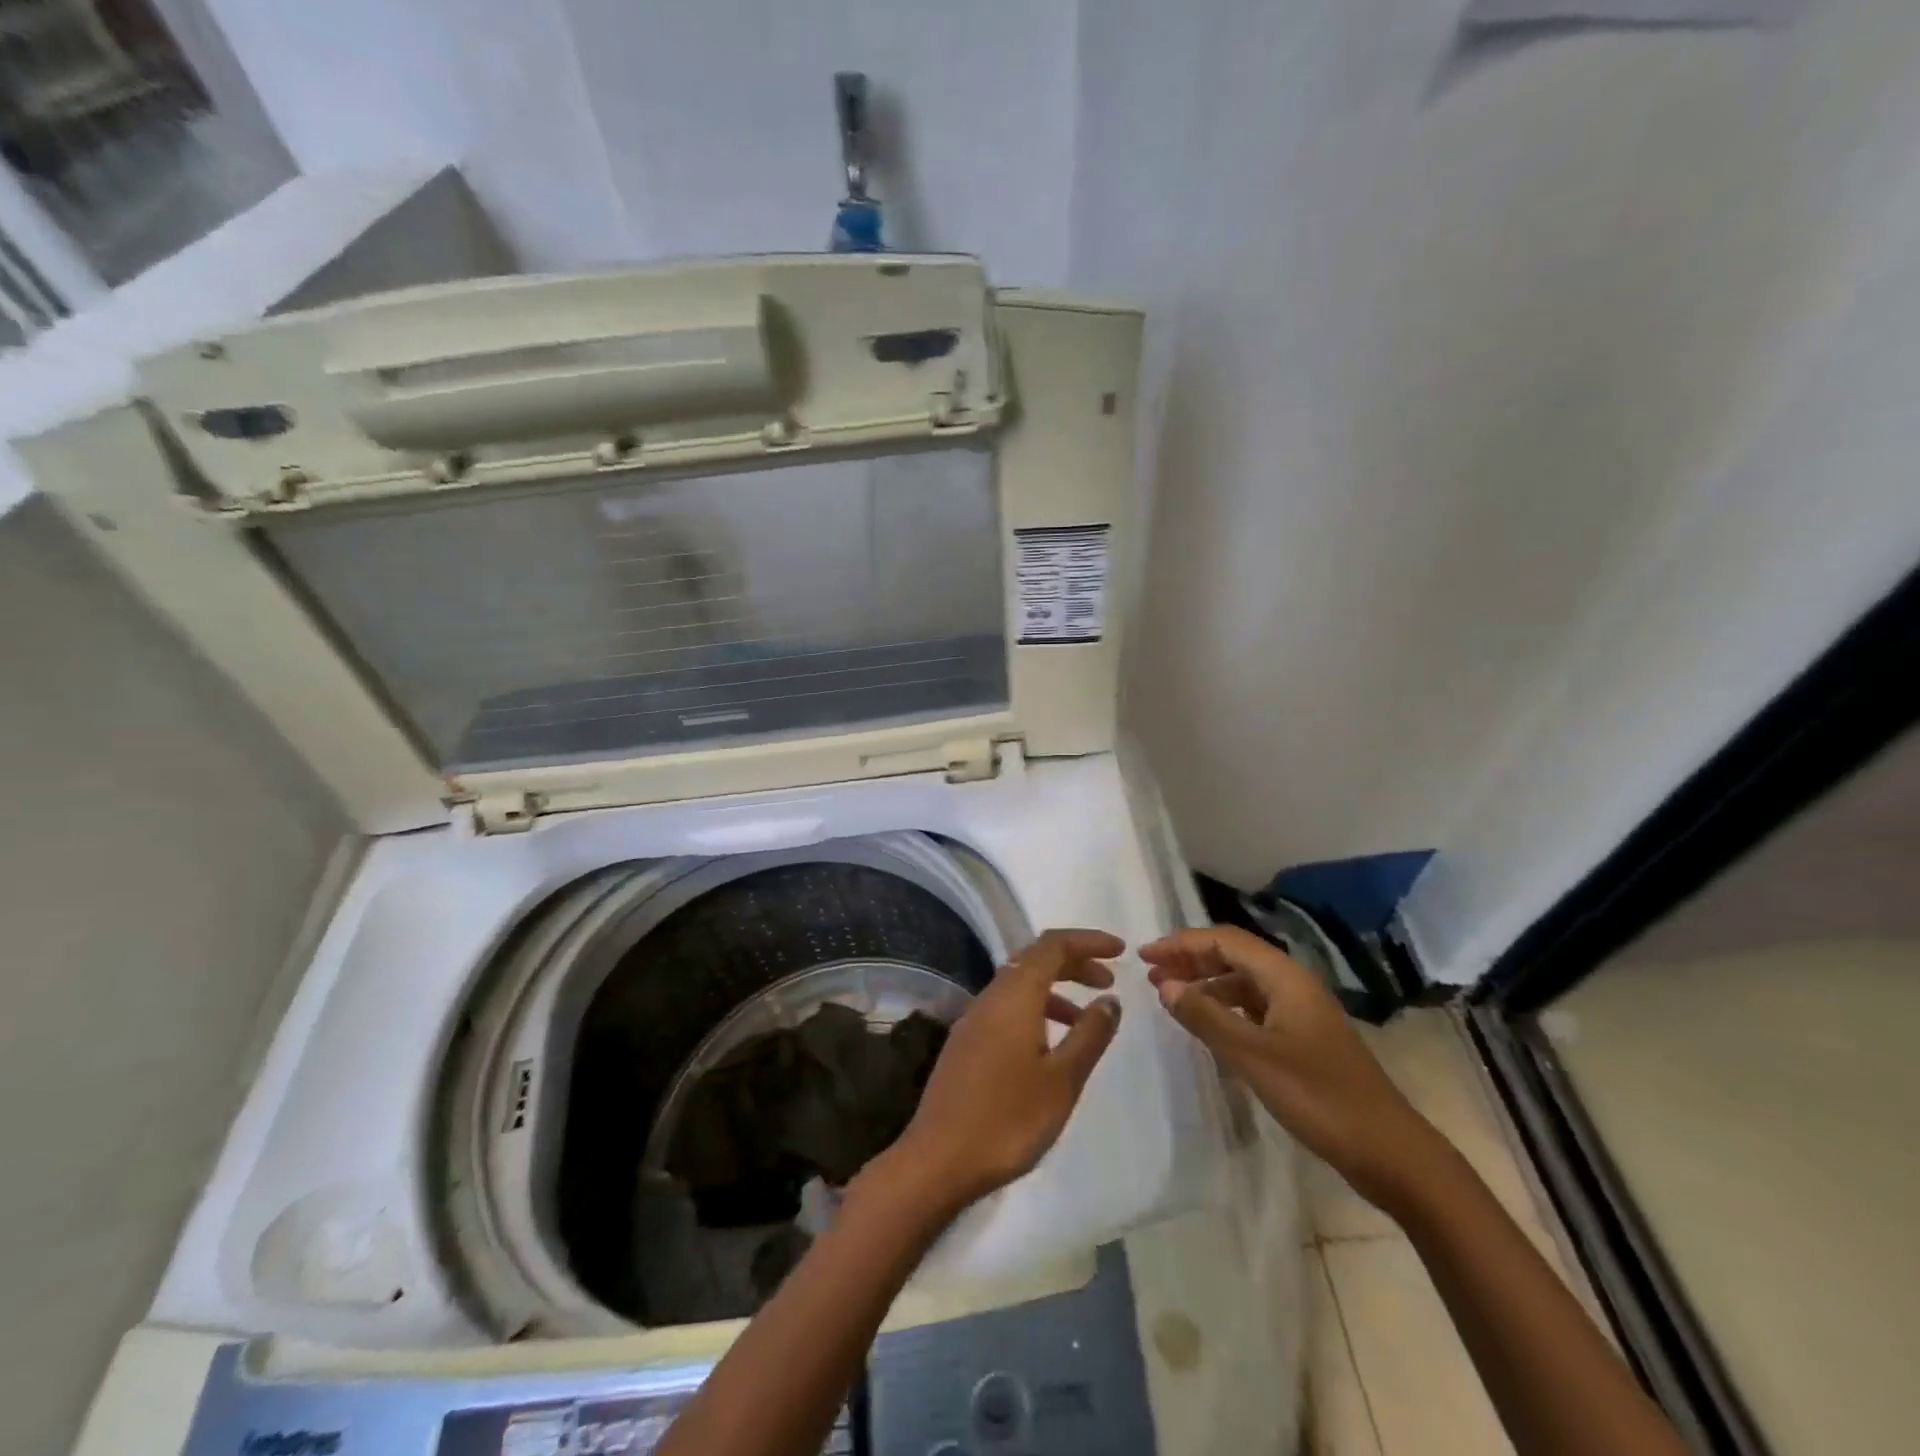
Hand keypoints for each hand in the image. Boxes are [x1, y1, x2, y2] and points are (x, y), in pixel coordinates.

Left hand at [868, 929, 1124, 1213]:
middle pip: (1035, 960)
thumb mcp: (1062, 1079)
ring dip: (1056, 990)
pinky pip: (1007, 1008)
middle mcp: (991, 997)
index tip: (1120, 950)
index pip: (1052, 945)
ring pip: (1020, 985)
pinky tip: (1051, 1045)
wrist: (939, 1159)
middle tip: (1109, 980)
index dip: (1087, 941)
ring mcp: (974, 1019)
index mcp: (1014, 995)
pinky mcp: (967, 1043)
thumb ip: (1089, 1035)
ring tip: (1088, 1019)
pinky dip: (1036, 1010)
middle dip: (1074, 962)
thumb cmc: (1008, 1118)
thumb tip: (1110, 999)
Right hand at [1141, 925, 1439, 1213]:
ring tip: (1171, 998)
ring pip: (1243, 983)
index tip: (1144, 955)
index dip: (1181, 943)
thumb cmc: (1319, 1096)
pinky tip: (1208, 1026)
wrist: (1389, 1152)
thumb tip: (1164, 984)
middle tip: (1151, 974)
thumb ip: (1205, 1016)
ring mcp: (1301, 1013)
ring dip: (1206, 984)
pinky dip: (1225, 1009)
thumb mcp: (1253, 1056)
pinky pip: (1254, 1009)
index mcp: (1285, 977)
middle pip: (1234, 956)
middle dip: (1191, 960)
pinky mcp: (1303, 1040)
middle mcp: (1293, 985)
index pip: (1224, 940)